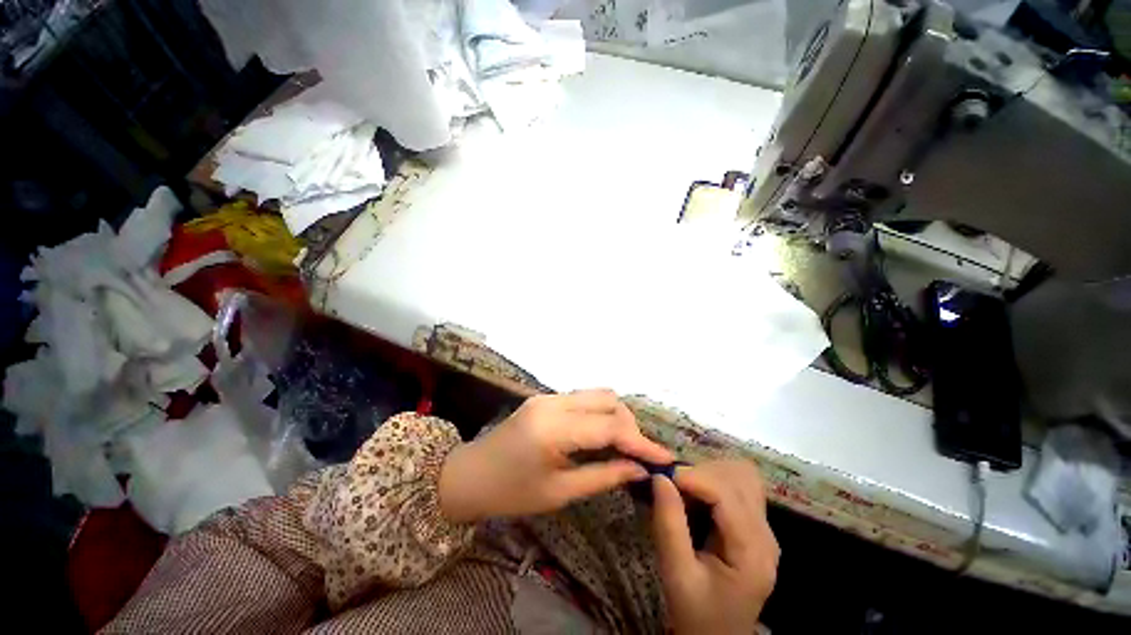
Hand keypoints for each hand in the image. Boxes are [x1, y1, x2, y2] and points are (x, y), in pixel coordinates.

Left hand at [439, 390, 673, 522]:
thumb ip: (603, 476)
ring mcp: (548, 396)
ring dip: (615, 416)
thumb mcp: (559, 493)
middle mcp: (554, 402)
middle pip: (607, 400)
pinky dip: (599, 413)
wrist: (469, 476)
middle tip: (638, 454)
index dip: (641, 442)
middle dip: (629, 425)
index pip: (610, 426)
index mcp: (554, 429)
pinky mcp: (545, 397)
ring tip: (622, 444)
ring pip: (597, 394)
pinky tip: (600, 433)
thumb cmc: (511, 493)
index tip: (665, 458)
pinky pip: (582, 398)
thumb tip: (639, 470)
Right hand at [652, 460, 779, 634]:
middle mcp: (766, 535)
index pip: (727, 494)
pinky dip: (714, 479)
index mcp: (752, 552)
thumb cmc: (697, 614)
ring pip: (741, 475)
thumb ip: (669, 525)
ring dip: (709, 472)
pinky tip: (697, 494)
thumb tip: (659, 477)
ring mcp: (764, 529)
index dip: (694, 477)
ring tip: (684, 489)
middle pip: (739, 478)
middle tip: (671, 485)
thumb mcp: (677, 575)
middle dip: (701, 473)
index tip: (663, 476)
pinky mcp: (755, 526)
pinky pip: (738, 485)